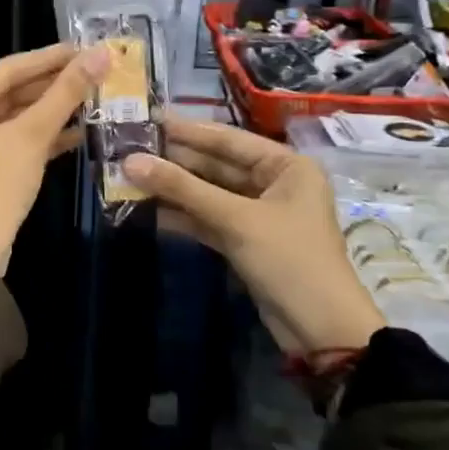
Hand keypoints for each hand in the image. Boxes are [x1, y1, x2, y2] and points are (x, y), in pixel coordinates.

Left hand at [0, 43, 109, 273]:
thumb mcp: (32, 136)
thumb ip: (65, 93)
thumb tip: (101, 54)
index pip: (8, 68)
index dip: (50, 58)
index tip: (86, 48)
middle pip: (10, 91)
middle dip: (53, 86)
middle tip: (95, 72)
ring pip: (12, 118)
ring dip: (50, 112)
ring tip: (93, 99)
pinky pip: (10, 141)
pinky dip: (39, 138)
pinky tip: (78, 133)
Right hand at [122, 117, 383, 366]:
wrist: (320, 330)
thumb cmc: (288, 260)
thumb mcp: (236, 219)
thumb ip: (182, 189)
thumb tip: (130, 162)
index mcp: (286, 166)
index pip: (228, 139)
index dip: (186, 130)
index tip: (146, 119)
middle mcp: (274, 183)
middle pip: (216, 166)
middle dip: (174, 162)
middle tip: (128, 149)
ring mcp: (258, 214)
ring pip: (208, 194)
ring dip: (173, 190)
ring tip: (128, 178)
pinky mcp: (245, 242)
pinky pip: (208, 220)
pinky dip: (182, 216)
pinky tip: (147, 210)